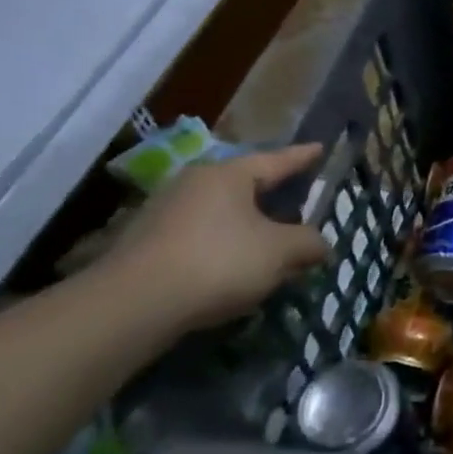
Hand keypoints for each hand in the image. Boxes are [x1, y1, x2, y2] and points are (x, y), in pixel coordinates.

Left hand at [104, 144, 330, 333]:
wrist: (132, 306)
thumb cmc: (218, 262)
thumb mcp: (280, 252)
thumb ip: (308, 242)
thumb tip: (320, 244)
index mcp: (228, 175)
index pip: (276, 160)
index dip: (302, 157)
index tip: (320, 148)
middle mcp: (194, 184)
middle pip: (246, 186)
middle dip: (274, 196)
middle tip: (299, 201)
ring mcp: (166, 213)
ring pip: (223, 213)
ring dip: (249, 227)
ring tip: (271, 243)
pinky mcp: (149, 244)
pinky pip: (202, 236)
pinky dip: (225, 246)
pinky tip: (237, 268)